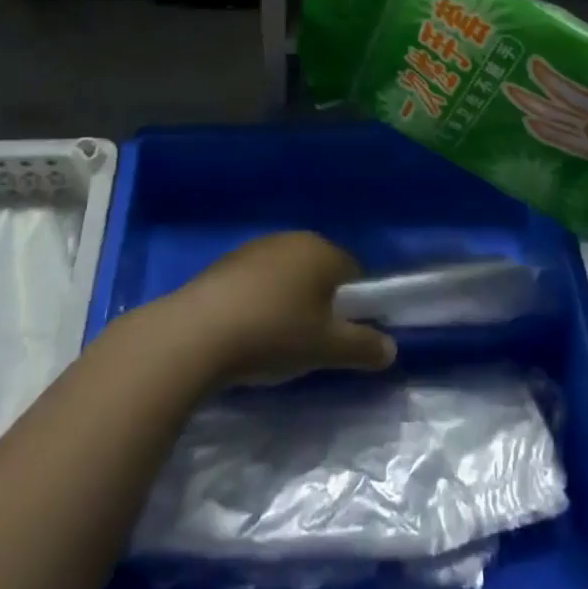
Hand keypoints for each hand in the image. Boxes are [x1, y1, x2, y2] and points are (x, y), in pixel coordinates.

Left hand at [156, 232, 396, 387]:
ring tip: (275, 342)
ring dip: (288, 302)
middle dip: (320, 303)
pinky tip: (246, 333)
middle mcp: (292, 239)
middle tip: (310, 343)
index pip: (353, 272)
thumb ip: (363, 346)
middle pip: (319, 271)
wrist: (196, 334)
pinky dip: (259, 302)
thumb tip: (391, 348)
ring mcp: (256, 248)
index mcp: (322, 250)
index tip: (341, 337)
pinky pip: (257, 281)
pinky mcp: (225, 263)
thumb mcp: (326, 349)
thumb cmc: (273, 334)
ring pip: (287, 275)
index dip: (354, 305)